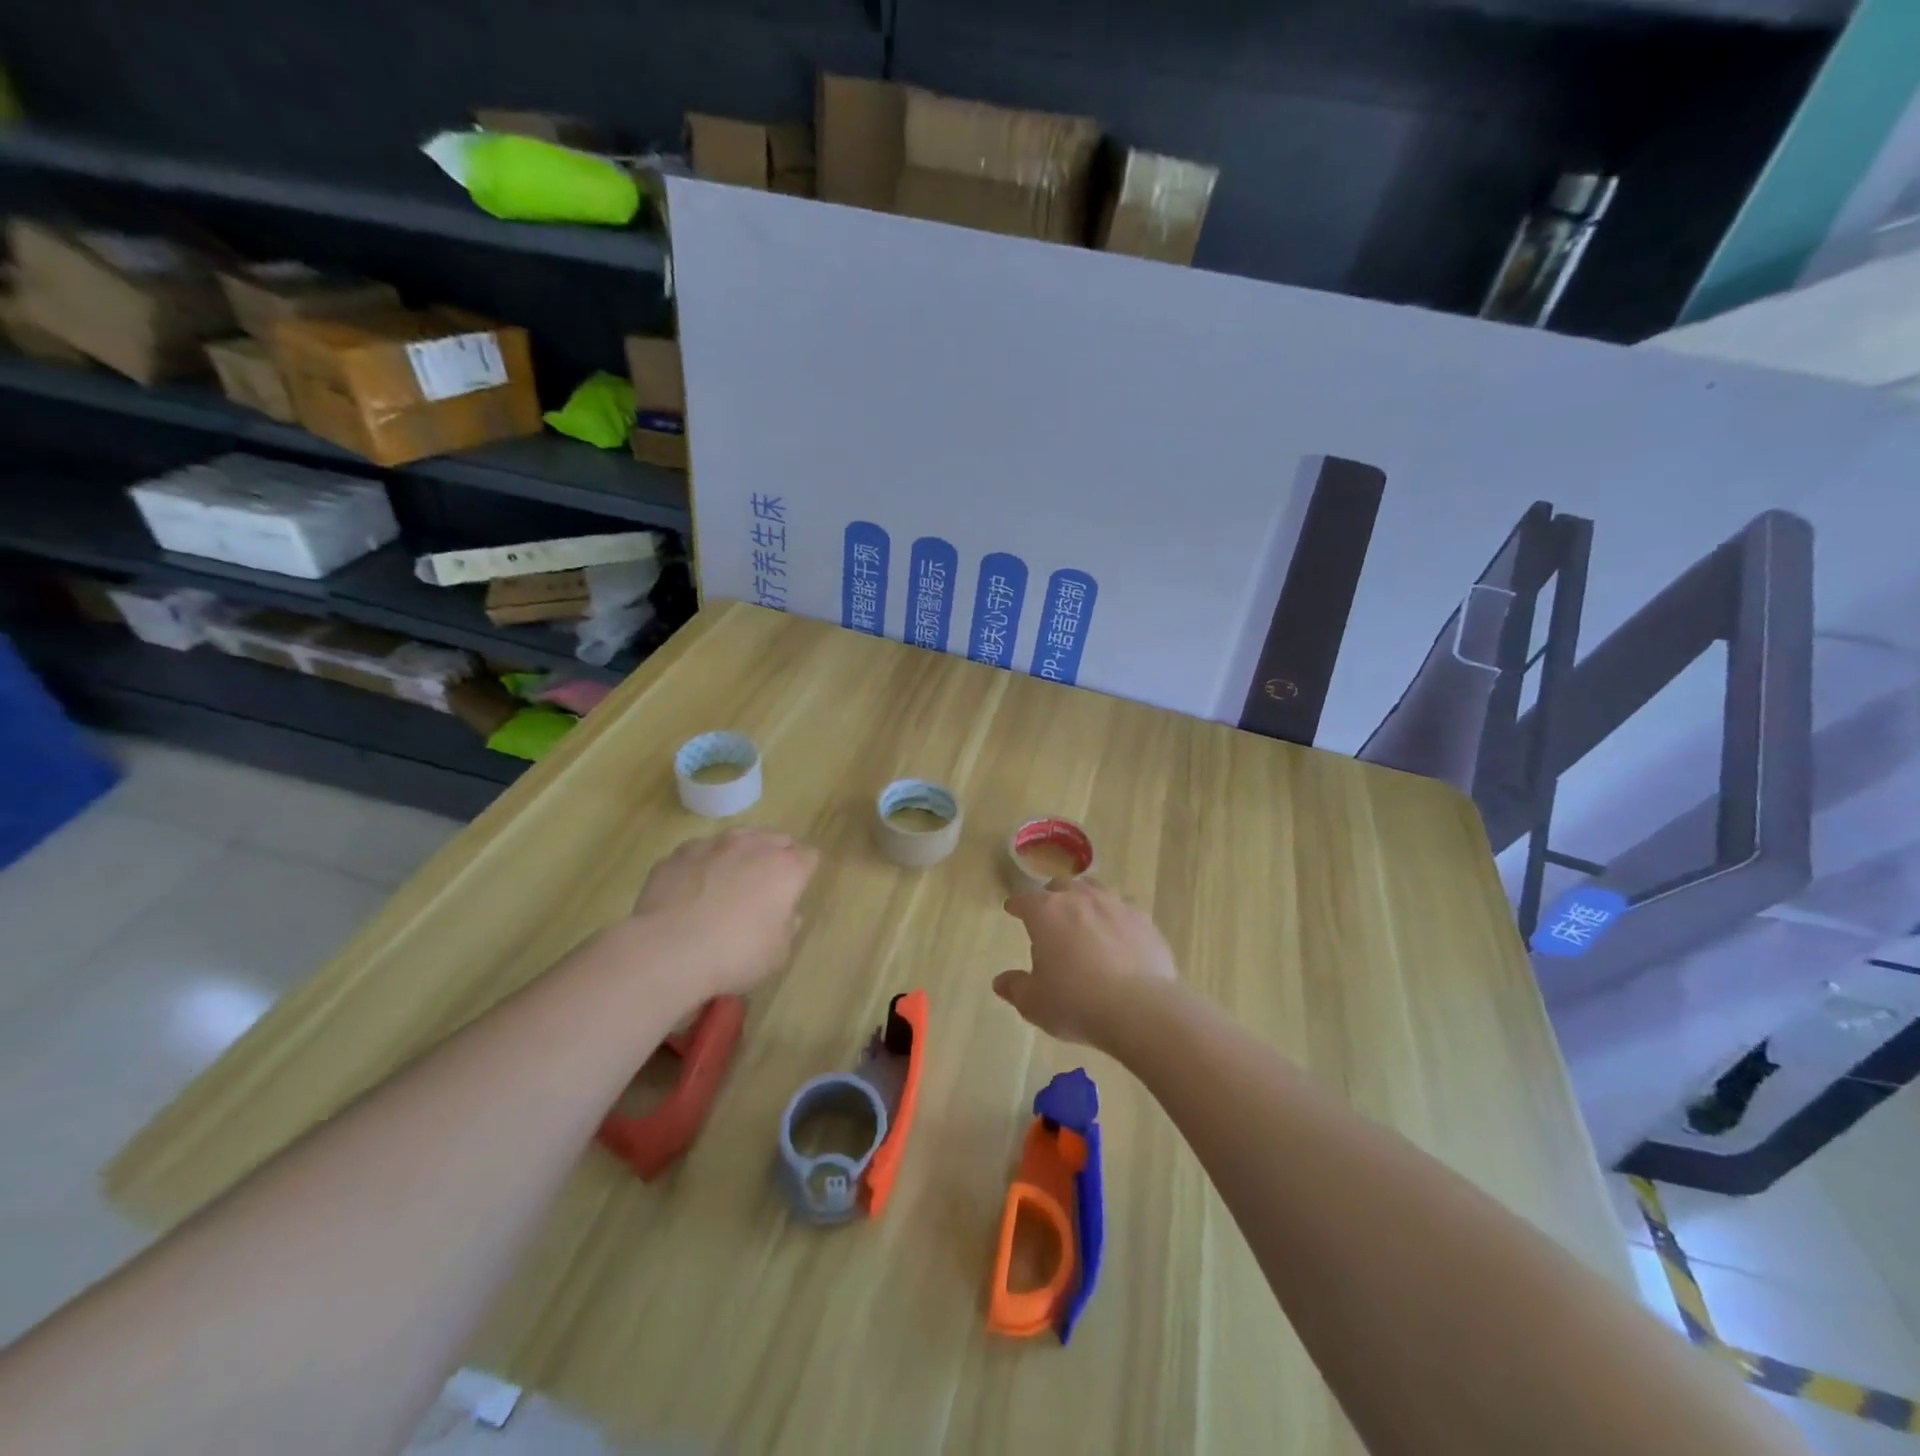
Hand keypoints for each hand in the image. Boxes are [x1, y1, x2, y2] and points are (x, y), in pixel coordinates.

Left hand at [631, 829, 818, 1000]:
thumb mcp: (777, 954)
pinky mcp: (678, 854)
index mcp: (786, 868)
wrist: (668, 951)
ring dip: (739, 854)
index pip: (809, 857)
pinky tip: (693, 890)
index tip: (795, 893)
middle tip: (766, 886)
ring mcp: (713, 845)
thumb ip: (787, 928)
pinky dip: (702, 865)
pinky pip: (699, 853)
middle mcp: (753, 846)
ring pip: (737, 838)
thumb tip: (785, 914)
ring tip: (729, 882)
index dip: (804, 873)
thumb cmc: (735, 955)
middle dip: (776, 856)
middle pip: (776, 839)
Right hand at [995, 878, 1177, 1048]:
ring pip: (1095, 890)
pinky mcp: (1143, 920)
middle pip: (1061, 886)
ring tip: (1084, 916)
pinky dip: (1115, 916)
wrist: (1140, 1009)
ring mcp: (1115, 905)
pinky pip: (1124, 908)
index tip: (1012, 910)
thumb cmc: (1076, 1003)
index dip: (1016, 906)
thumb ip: (1016, 988)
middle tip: (1050, 915)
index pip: (1024, 900)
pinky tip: (1118, 933)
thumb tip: (1001, 982)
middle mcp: (1079, 898)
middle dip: (1052, 897)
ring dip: (1085, 899)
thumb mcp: (1035, 1003)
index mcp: (1046, 912)